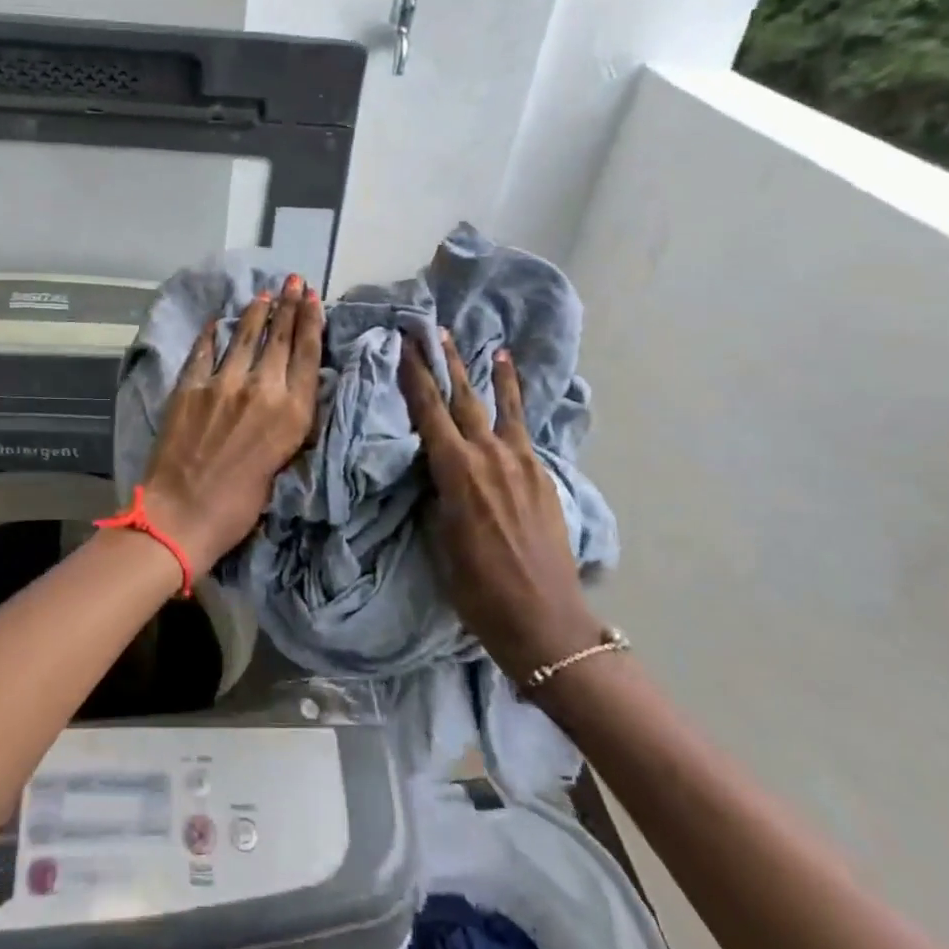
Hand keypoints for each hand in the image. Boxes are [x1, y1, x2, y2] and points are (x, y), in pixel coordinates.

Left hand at [141, 274, 322, 574]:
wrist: (183, 515)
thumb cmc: (239, 506)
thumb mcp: (282, 464)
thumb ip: (287, 423)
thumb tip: (287, 394)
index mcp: (292, 414)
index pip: (307, 355)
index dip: (311, 322)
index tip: (313, 297)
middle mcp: (262, 390)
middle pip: (279, 339)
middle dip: (289, 306)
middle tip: (294, 281)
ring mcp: (223, 384)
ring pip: (244, 337)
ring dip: (256, 313)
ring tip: (264, 294)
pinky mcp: (190, 387)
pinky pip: (204, 351)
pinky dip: (212, 334)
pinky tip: (218, 321)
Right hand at [401, 329, 604, 680]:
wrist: (544, 619)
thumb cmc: (478, 588)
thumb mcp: (441, 539)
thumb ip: (439, 493)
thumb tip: (436, 468)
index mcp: (457, 472)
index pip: (429, 411)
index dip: (415, 376)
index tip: (404, 345)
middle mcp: (489, 456)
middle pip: (463, 398)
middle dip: (446, 361)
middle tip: (433, 329)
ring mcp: (521, 463)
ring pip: (501, 406)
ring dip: (490, 374)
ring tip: (487, 344)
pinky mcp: (542, 475)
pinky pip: (524, 429)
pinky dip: (517, 403)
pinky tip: (513, 389)